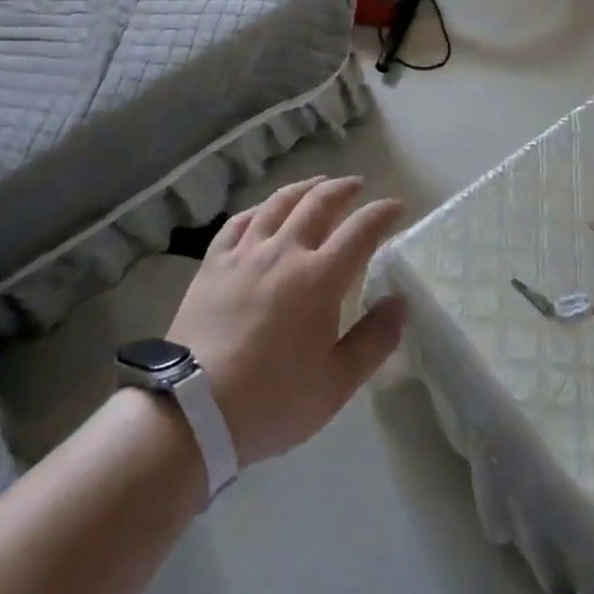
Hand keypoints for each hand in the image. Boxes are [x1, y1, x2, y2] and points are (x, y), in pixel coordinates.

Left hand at [167, 176, 405, 465]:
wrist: (193, 410)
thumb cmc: (272, 400)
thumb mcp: (336, 383)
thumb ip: (374, 340)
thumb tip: (400, 302)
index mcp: (320, 278)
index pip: (360, 231)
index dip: (381, 214)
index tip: (396, 205)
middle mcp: (285, 252)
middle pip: (318, 204)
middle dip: (343, 189)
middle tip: (357, 185)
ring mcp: (246, 253)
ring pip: (278, 204)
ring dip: (303, 188)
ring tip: (317, 183)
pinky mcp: (214, 264)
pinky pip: (238, 222)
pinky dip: (257, 210)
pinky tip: (262, 211)